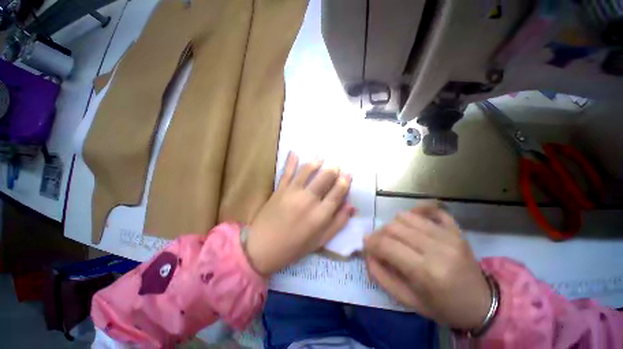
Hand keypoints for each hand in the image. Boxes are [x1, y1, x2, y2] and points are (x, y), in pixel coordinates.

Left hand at [246, 153, 353, 275]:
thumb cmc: (294, 247)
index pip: (337, 192)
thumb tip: (351, 206)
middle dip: (333, 169)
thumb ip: (338, 223)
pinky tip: (294, 152)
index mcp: (320, 215)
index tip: (348, 174)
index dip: (345, 182)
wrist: (263, 247)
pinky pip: (287, 172)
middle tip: (336, 166)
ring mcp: (292, 192)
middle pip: (324, 178)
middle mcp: (308, 200)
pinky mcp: (280, 189)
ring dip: (316, 162)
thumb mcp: (320, 240)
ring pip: (307, 171)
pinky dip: (291, 161)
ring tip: (321, 157)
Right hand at [364, 204, 490, 329]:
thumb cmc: (442, 307)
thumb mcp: (407, 300)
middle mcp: (437, 248)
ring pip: (406, 216)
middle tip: (379, 243)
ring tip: (396, 236)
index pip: (386, 245)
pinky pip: (430, 208)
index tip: (366, 245)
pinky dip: (416, 210)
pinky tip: (413, 219)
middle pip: (393, 227)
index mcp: (426, 272)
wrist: (482, 304)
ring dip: (394, 224)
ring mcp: (449, 235)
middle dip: (379, 233)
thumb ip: (381, 275)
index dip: (370, 242)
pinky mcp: (456, 229)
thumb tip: (367, 253)